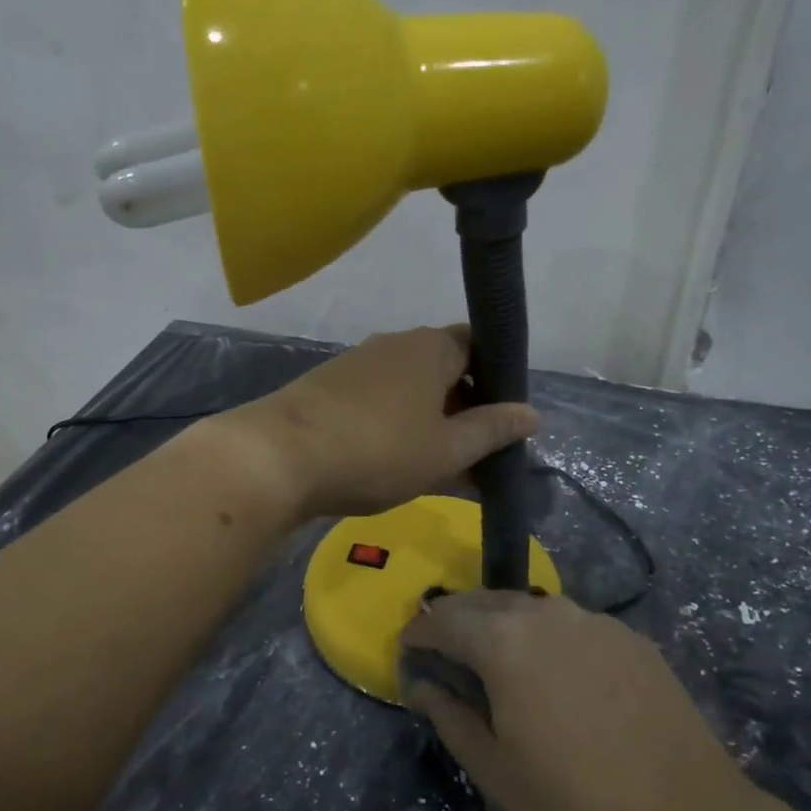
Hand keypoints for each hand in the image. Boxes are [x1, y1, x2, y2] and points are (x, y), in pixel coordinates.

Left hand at [217, 326, 537, 520]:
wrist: (279, 457)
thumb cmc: (377, 450)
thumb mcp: (445, 450)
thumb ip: (491, 430)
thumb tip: (531, 413)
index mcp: (431, 347)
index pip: (478, 345)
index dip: (496, 379)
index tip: (503, 420)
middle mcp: (395, 345)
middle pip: (444, 367)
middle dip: (465, 407)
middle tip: (477, 454)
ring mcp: (357, 364)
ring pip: (410, 388)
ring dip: (430, 420)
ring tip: (439, 466)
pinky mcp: (328, 387)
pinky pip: (378, 400)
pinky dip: (396, 424)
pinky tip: (393, 460)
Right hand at [399, 591, 752, 810]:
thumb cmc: (571, 799)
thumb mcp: (492, 767)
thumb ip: (447, 715)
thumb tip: (421, 684)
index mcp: (502, 640)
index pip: (443, 618)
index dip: (419, 630)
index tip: (408, 645)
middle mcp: (545, 612)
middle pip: (484, 601)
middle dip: (456, 618)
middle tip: (445, 647)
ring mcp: (592, 619)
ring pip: (530, 607)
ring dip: (502, 623)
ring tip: (497, 656)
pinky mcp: (628, 635)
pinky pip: (572, 623)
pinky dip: (548, 635)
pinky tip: (557, 671)